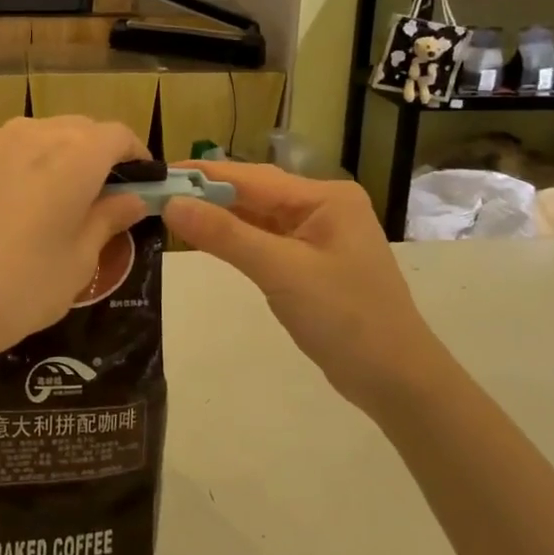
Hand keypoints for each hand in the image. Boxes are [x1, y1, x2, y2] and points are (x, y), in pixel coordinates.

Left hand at [0, 117, 150, 374]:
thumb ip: (108, 220)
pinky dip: (33, 159)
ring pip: (48, 134)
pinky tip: (28, 198)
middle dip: (103, 155)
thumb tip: (132, 199)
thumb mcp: (79, 260)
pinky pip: (15, 145)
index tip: (143, 186)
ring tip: (68, 199)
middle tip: (109, 199)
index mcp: (76, 154)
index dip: (136, 157)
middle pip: (83, 129)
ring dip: (67, 154)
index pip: (118, 136)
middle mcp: (38, 134)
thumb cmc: (22, 285)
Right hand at [163, 162, 443, 414]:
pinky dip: (238, 240)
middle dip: (208, 194)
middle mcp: (324, 207)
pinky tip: (207, 238)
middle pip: (255, 193)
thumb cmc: (345, 318)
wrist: (396, 380)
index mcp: (326, 197)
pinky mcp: (313, 264)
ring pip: (259, 218)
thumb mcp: (281, 272)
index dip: (203, 175)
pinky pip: (267, 241)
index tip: (157, 173)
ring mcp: (320, 236)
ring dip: (220, 217)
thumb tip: (172, 204)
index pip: (252, 177)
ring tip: (171, 211)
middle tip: (156, 194)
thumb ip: (225, 235)